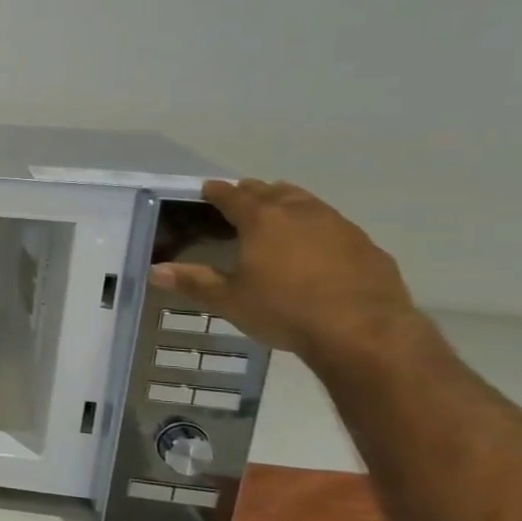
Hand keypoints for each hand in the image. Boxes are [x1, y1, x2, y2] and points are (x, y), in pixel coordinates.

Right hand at [148, 179, 422, 362]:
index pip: (234, 196)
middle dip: (254, 191)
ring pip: (308, 202)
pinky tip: (317, 243)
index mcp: (263, 221)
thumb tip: (155, 270)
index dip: (218, 191)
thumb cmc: (285, 311)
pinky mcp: (367, 247)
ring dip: (289, 201)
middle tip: (241, 194)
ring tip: (279, 208)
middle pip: (273, 192)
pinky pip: (335, 225)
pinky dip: (318, 225)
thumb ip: (193, 282)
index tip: (207, 188)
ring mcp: (339, 227)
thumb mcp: (229, 300)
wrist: (364, 332)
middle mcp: (301, 214)